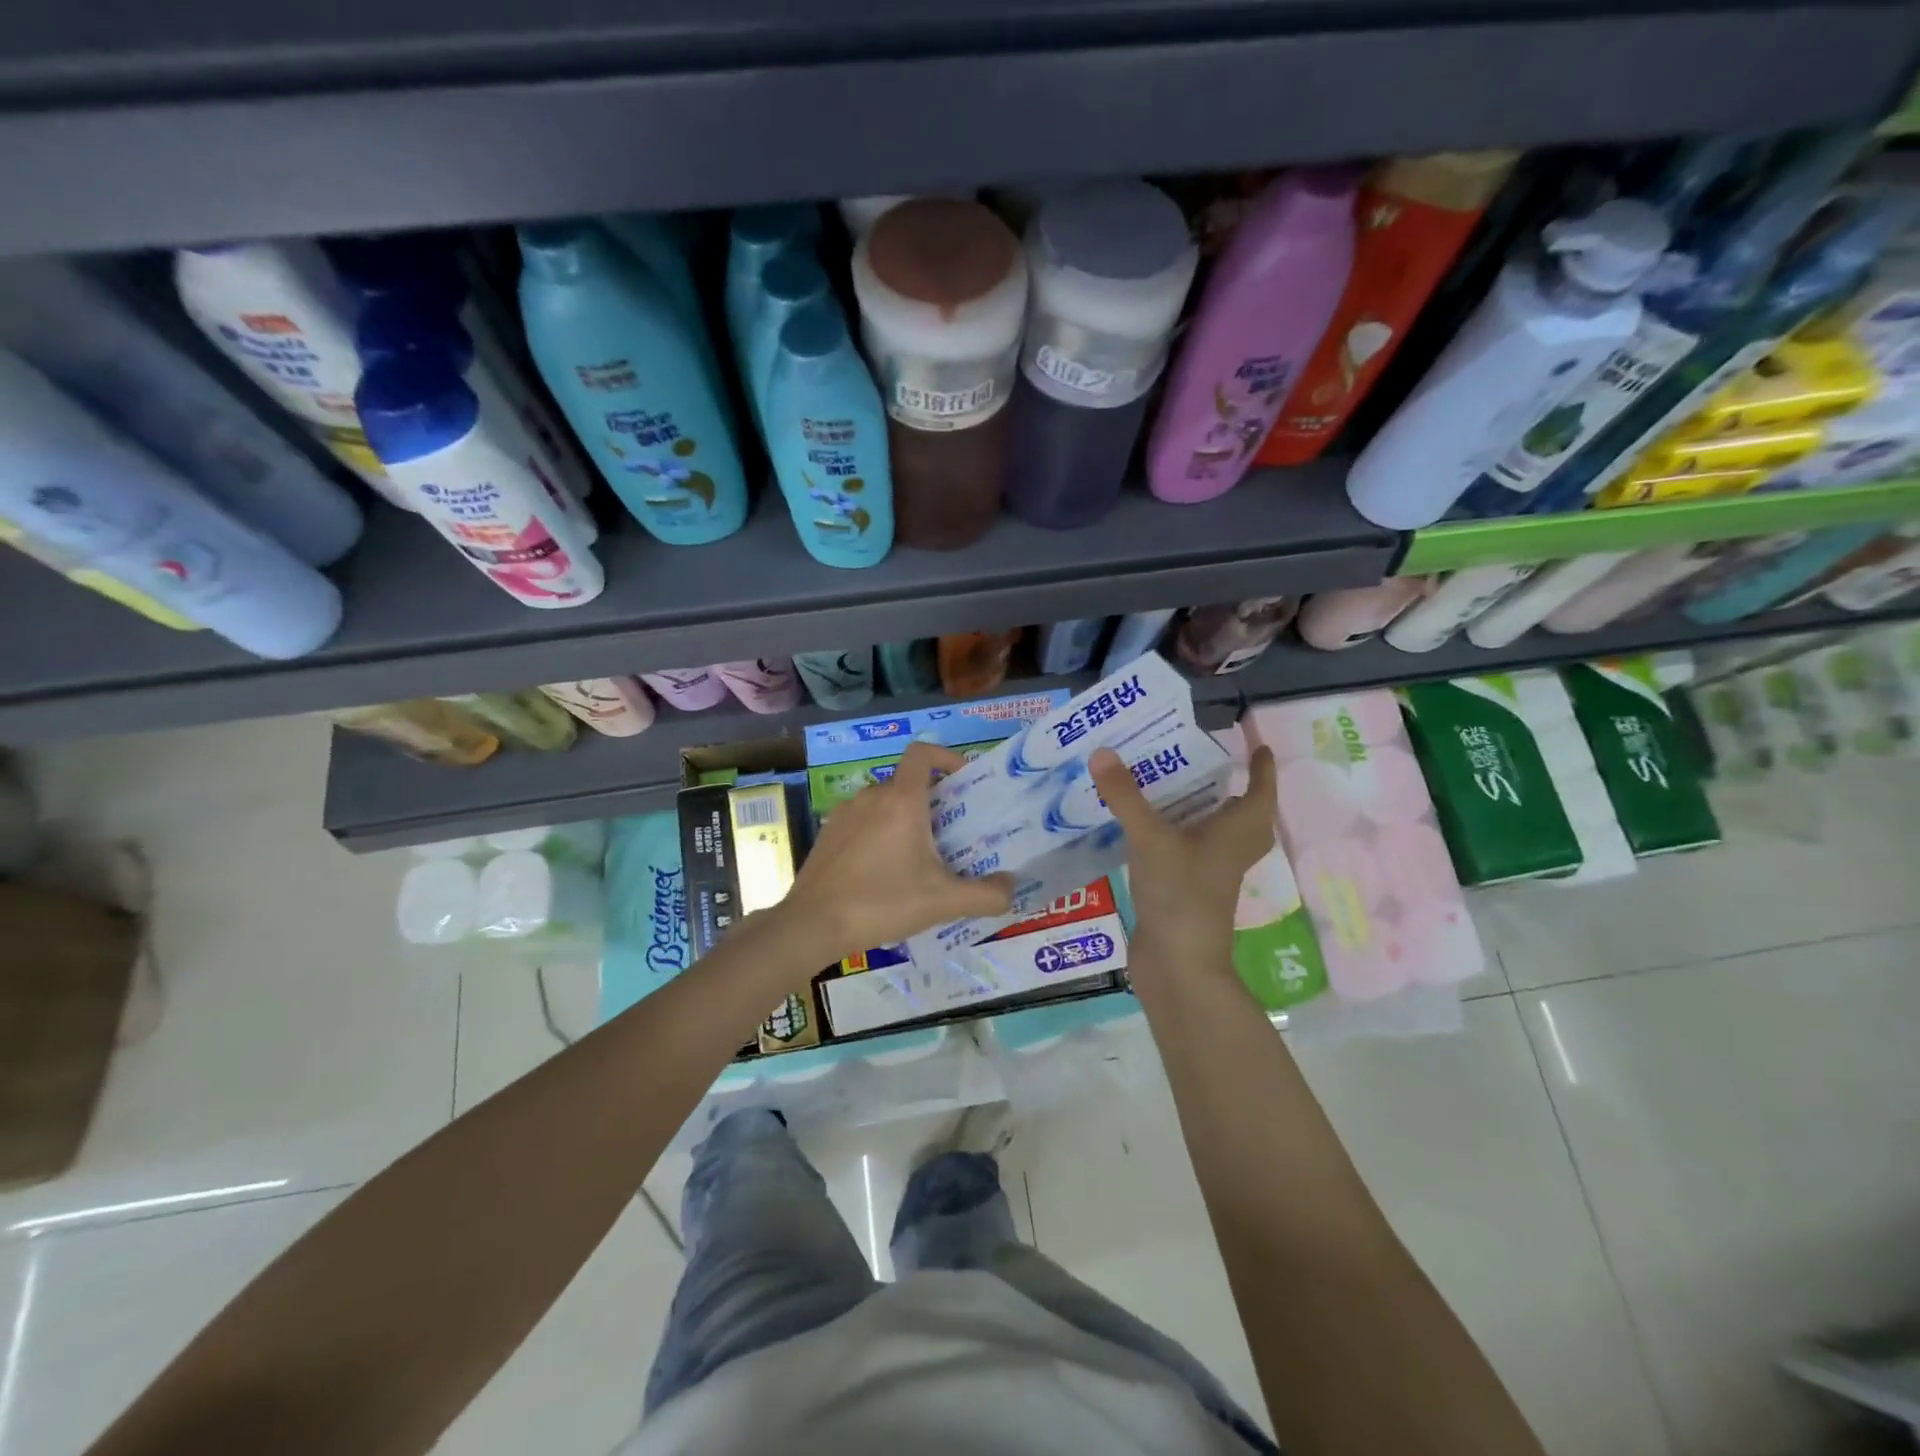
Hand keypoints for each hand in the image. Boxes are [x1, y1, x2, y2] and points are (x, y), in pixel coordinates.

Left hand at [779, 743, 1014, 964]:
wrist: (812, 925)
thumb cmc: (881, 902)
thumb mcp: (943, 902)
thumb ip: (986, 895)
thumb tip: (1012, 888)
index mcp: (901, 800)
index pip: (922, 753)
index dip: (946, 757)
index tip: (962, 781)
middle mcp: (871, 796)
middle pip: (907, 783)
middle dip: (932, 801)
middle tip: (951, 834)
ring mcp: (844, 814)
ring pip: (884, 804)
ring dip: (905, 820)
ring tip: (920, 857)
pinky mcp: (828, 835)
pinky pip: (862, 822)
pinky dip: (879, 834)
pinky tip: (885, 873)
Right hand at [1089, 743, 1275, 959]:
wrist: (1177, 965)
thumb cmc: (1181, 895)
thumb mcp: (1151, 838)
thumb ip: (1127, 796)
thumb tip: (1103, 752)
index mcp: (1235, 833)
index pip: (1259, 794)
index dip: (1262, 769)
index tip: (1258, 746)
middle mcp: (1228, 852)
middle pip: (1244, 817)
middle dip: (1234, 790)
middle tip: (1212, 765)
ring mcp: (1208, 875)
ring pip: (1215, 836)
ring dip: (1202, 812)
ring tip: (1173, 787)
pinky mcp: (1186, 891)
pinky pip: (1188, 852)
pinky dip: (1176, 835)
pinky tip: (1145, 827)